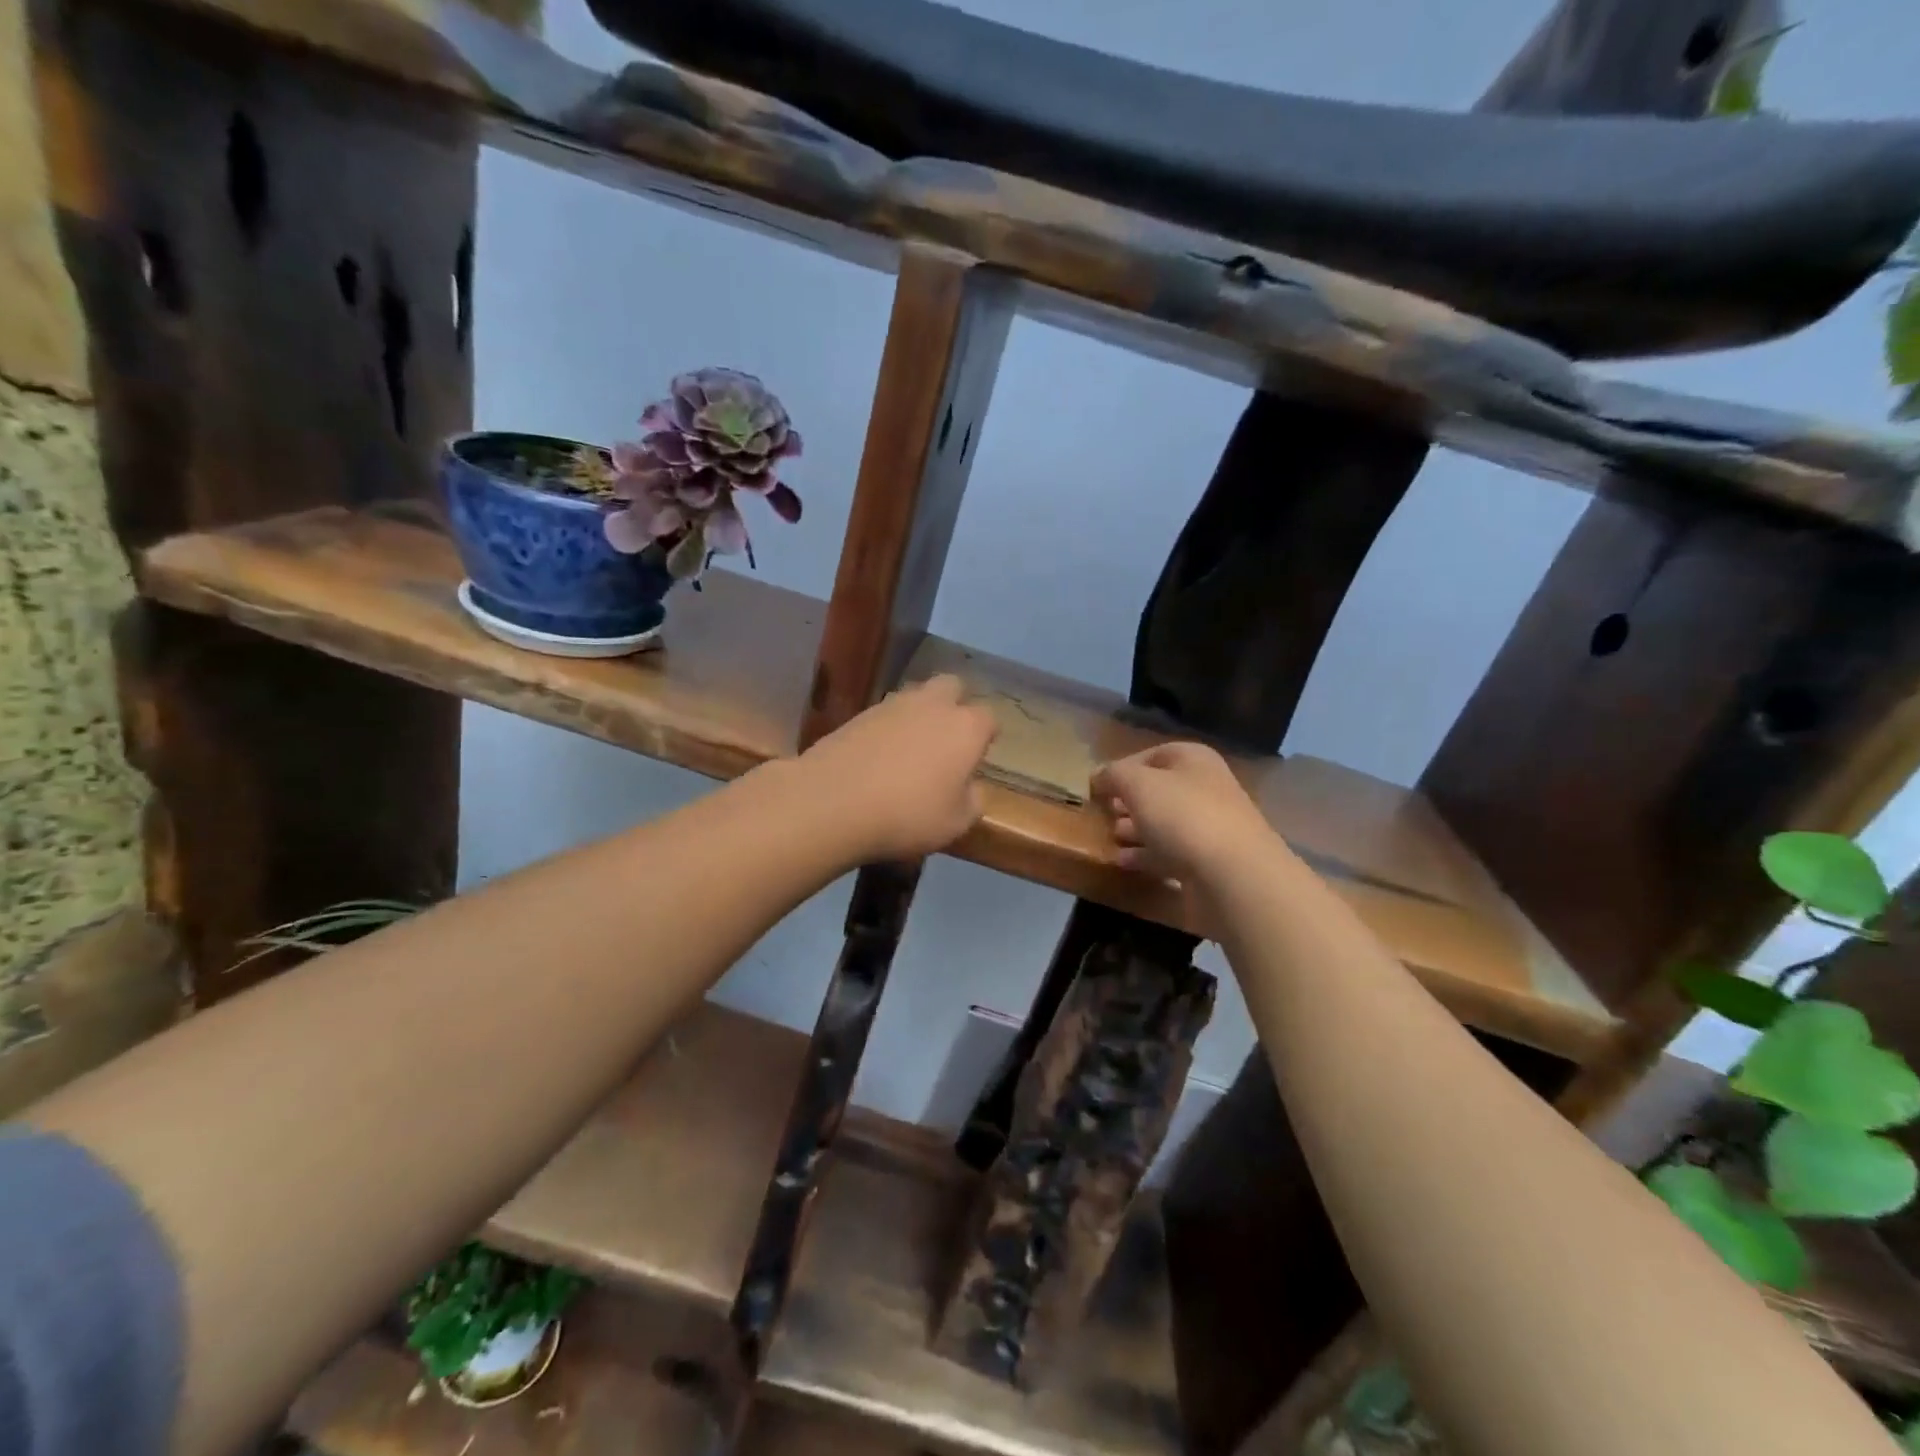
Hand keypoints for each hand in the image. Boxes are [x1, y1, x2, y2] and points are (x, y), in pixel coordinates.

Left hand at [800, 675, 998, 861]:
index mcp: (965, 727)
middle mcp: (932, 705)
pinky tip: (881, 754)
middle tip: (948, 737)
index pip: (988, 718)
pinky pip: (885, 714)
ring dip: (920, 713)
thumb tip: (970, 787)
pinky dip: (889, 727)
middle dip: (955, 704)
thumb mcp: (956, 823)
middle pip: (952, 686)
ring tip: (912, 747)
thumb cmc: (908, 815)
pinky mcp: (858, 714)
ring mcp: (892, 705)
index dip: (987, 735)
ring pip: (916, 696)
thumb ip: (973, 800)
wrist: (832, 802)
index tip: (980, 755)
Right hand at [1093, 742, 1280, 887]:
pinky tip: (1122, 860)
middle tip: (1102, 812)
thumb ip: (1113, 775)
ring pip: (1164, 822)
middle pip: (1159, 789)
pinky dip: (1145, 855)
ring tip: (1109, 835)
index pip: (1152, 754)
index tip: (1097, 786)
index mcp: (1194, 760)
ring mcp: (1209, 827)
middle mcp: (1205, 788)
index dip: (1122, 767)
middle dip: (1128, 799)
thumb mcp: (1138, 784)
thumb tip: (1099, 776)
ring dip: (1135, 828)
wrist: (1233, 875)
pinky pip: (1169, 852)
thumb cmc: (1183, 815)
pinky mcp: (1207, 862)